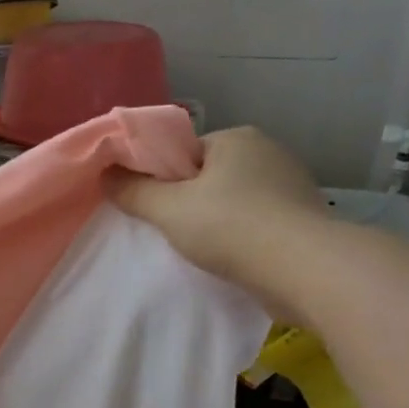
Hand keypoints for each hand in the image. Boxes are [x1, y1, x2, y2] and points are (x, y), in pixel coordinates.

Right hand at [113, 127, 329, 318]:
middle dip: (190, 202)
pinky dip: (241, 238)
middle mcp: (268, 152)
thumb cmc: (231, 227)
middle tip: (171, 232)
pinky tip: (232, 259)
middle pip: (209, 176)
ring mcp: (291, 185)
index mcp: (236, 138)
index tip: (154, 208)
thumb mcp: (169, 209)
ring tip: (202, 250)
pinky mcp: (303, 219)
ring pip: (235, 201)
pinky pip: (257, 223)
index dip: (164, 179)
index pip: (186, 152)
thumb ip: (134, 191)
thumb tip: (105, 174)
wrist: (303, 269)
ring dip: (217, 222)